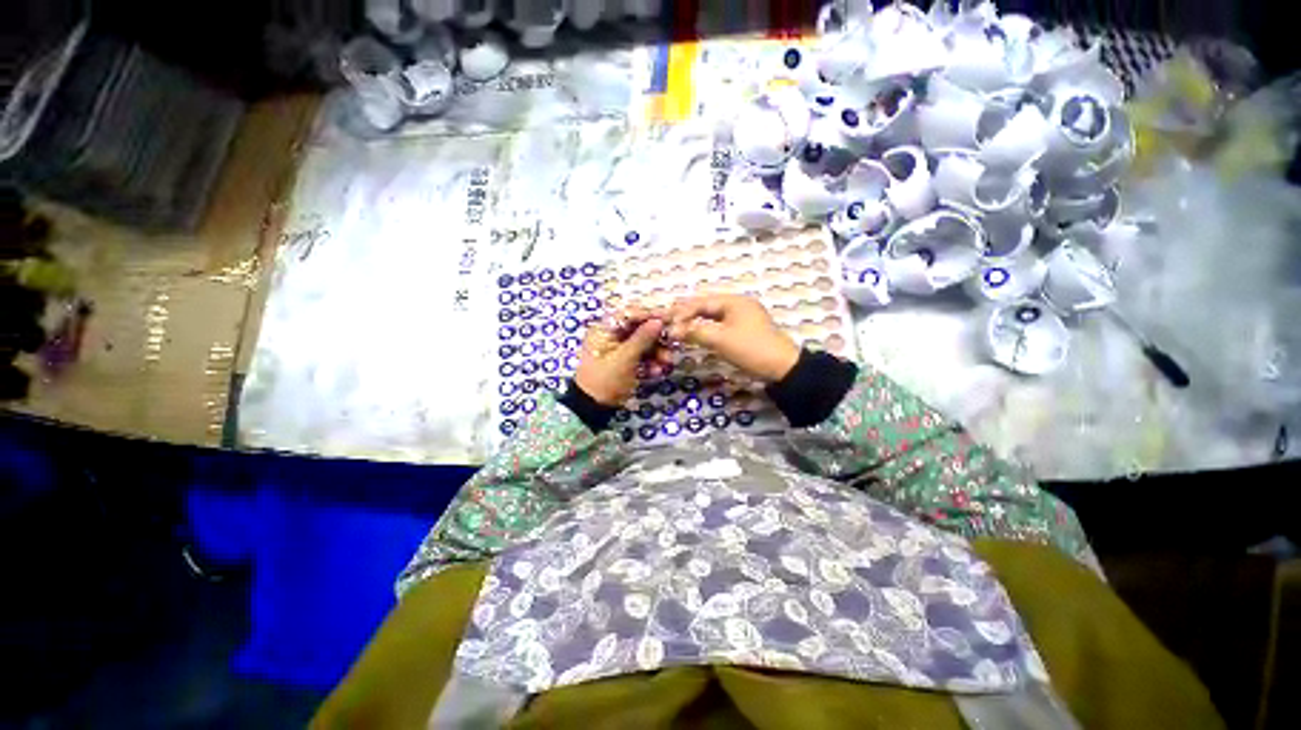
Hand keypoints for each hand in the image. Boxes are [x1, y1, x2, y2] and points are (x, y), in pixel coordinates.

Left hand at [574, 306, 672, 406]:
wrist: (592, 409)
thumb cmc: (605, 381)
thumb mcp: (624, 359)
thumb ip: (642, 338)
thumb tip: (658, 320)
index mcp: (604, 329)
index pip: (629, 314)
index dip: (649, 315)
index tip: (668, 319)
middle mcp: (611, 336)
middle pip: (639, 330)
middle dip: (657, 339)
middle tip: (672, 345)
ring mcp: (618, 350)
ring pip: (642, 345)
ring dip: (657, 353)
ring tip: (666, 363)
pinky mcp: (624, 364)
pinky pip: (641, 358)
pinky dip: (650, 364)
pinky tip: (657, 372)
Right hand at [666, 295, 800, 382]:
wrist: (782, 367)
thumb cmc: (750, 349)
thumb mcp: (720, 340)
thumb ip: (695, 332)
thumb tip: (673, 330)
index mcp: (734, 301)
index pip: (701, 303)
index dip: (682, 312)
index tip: (667, 323)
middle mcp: (738, 304)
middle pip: (706, 305)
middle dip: (687, 313)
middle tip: (669, 320)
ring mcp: (742, 316)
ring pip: (713, 315)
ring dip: (696, 320)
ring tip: (679, 326)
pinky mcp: (744, 329)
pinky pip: (720, 323)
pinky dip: (706, 327)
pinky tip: (697, 332)